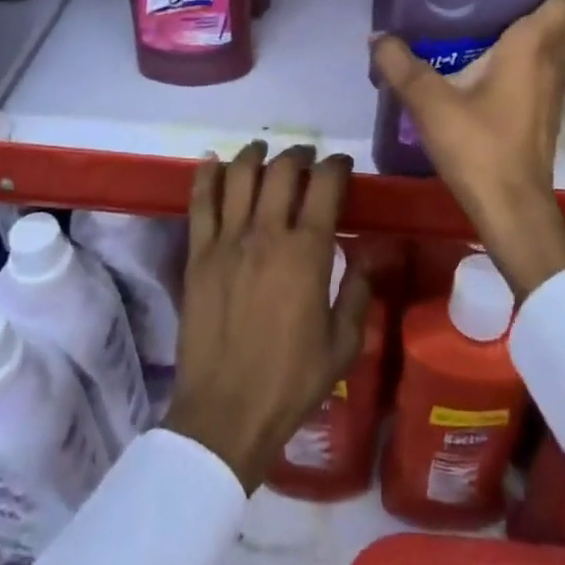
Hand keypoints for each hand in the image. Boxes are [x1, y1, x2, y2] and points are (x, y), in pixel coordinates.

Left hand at [163, 143, 372, 493]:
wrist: (225, 413)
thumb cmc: (291, 381)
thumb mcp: (344, 343)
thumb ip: (358, 290)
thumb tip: (366, 252)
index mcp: (308, 252)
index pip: (325, 186)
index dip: (336, 165)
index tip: (340, 164)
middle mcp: (268, 234)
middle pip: (283, 170)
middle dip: (299, 154)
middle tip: (306, 157)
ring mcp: (228, 240)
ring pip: (240, 175)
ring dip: (255, 154)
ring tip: (263, 151)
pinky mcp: (198, 254)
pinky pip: (201, 201)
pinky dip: (207, 174)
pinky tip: (213, 160)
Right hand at [371, 0, 564, 299]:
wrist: (512, 209)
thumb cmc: (479, 146)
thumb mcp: (429, 102)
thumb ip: (400, 64)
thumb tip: (377, 36)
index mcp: (534, 47)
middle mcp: (553, 63)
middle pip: (554, 20)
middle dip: (525, 3)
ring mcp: (553, 92)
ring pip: (548, 47)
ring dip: (523, 33)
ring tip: (479, 26)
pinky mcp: (545, 114)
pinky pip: (539, 71)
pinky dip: (520, 61)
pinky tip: (482, 69)